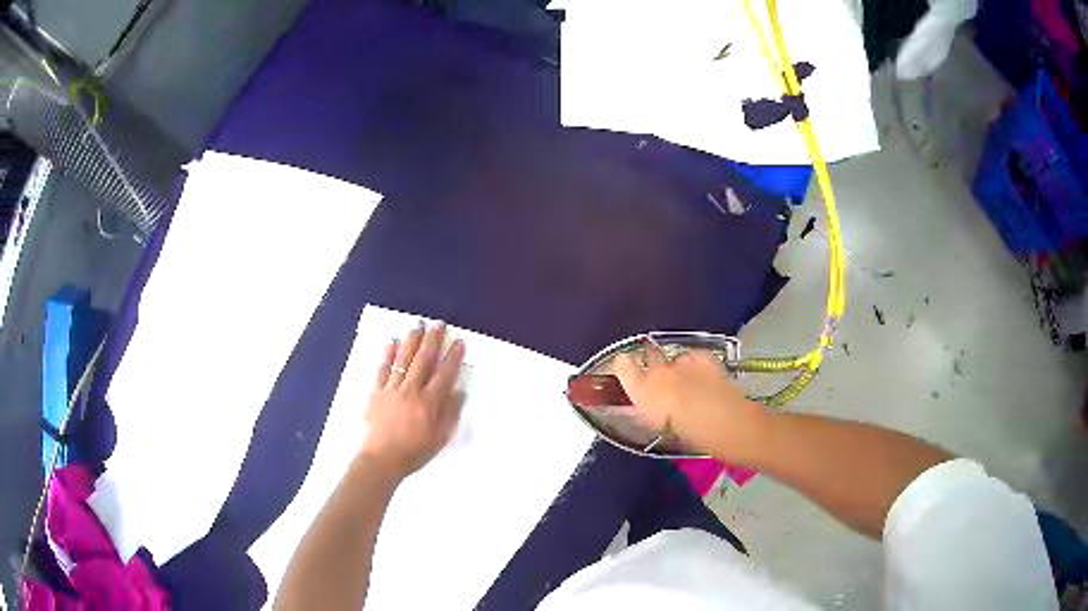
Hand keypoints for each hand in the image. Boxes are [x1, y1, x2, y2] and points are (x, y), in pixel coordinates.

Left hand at [360, 322, 465, 480]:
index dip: (452, 357)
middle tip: (438, 324)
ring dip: (411, 340)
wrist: (381, 460)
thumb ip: (450, 414)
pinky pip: (383, 370)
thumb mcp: (439, 438)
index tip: (458, 341)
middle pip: (423, 360)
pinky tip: (392, 343)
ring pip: (403, 360)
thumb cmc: (414, 452)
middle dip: (432, 340)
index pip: (444, 374)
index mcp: (428, 402)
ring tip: (417, 324)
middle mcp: (411, 390)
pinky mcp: (376, 392)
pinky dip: (387, 355)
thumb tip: (458, 392)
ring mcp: (391, 389)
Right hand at [613, 339, 766, 459]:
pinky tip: (704, 376)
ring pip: (676, 358)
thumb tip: (643, 408)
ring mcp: (683, 361)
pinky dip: (698, 364)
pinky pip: (696, 357)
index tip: (625, 371)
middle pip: (649, 354)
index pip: (622, 364)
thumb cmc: (683, 431)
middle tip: (659, 377)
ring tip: (688, 382)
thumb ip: (645, 412)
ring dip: (678, 367)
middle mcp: (658, 369)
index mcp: (641, 388)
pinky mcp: (704, 357)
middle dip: (651, 360)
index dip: (623, 365)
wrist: (715, 417)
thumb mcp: (656, 427)